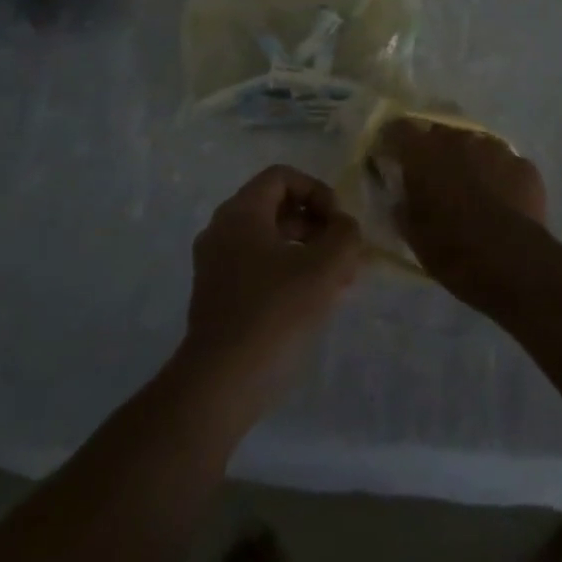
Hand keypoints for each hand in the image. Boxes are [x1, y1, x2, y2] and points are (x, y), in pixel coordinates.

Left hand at [182, 166, 362, 408]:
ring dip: (308, 252)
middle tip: (345, 254)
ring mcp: (216, 265)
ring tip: (339, 281)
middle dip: (317, 226)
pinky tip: (315, 302)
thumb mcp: (324, 268)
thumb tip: (344, 227)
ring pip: (270, 241)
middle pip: (277, 208)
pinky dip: (289, 273)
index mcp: (241, 212)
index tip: (338, 223)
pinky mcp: (218, 297)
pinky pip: (259, 268)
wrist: (220, 384)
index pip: (282, 177)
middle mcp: (222, 230)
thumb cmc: (274, 313)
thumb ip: (344, 235)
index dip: (318, 191)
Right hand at [379, 118, 553, 306]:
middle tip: (435, 176)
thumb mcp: (412, 232)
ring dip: (470, 161)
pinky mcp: (524, 165)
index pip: (399, 129)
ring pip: (476, 146)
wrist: (510, 261)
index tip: (392, 156)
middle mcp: (459, 138)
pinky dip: (500, 176)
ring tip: (473, 189)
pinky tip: (502, 201)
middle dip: (435, 150)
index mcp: (423, 151)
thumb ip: (403, 205)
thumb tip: (402, 198)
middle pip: (441, 133)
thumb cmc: (450, 247)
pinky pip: (505, 164)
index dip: (393, 141)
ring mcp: (496, 148)